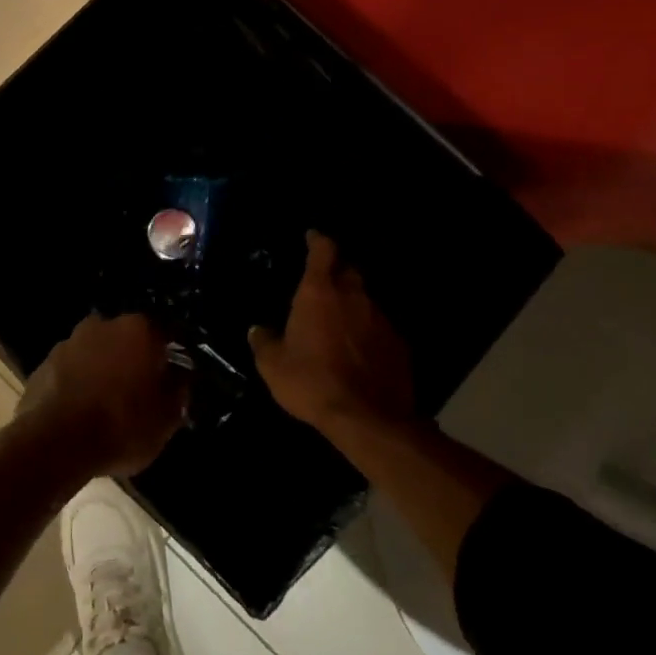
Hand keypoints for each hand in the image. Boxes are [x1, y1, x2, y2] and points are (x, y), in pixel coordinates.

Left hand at [21, 312, 188, 474]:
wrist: (54, 442)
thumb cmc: (121, 425)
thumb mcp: (166, 418)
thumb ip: (178, 390)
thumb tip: (181, 377)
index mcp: (139, 329)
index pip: (165, 335)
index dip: (172, 358)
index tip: (175, 378)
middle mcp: (104, 324)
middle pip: (128, 340)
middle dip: (135, 360)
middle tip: (141, 392)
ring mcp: (70, 341)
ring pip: (97, 352)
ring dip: (104, 370)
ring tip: (108, 404)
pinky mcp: (44, 363)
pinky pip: (72, 370)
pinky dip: (79, 383)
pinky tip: (81, 411)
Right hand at [250, 232, 414, 432]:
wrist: (368, 419)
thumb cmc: (312, 383)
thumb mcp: (273, 366)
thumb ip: (264, 342)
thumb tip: (257, 330)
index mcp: (319, 292)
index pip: (323, 250)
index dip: (318, 240)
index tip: (312, 236)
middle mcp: (353, 296)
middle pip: (348, 270)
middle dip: (336, 272)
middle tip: (323, 284)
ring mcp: (380, 318)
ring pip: (365, 300)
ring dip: (352, 305)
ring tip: (340, 323)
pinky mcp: (398, 344)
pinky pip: (379, 328)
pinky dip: (368, 332)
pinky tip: (360, 351)